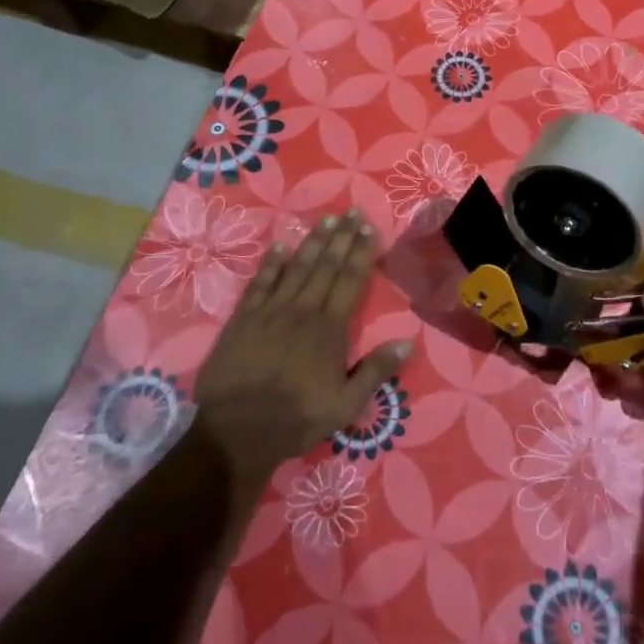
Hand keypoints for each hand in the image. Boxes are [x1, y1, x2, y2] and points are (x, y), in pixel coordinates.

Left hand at [192, 210, 411, 488]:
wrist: (236, 431)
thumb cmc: (296, 419)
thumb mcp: (345, 405)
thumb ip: (375, 371)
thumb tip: (407, 342)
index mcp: (330, 328)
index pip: (350, 280)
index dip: (360, 252)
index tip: (368, 228)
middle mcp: (303, 310)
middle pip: (325, 266)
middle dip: (341, 237)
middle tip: (351, 212)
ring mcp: (270, 311)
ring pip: (296, 267)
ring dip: (312, 242)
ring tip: (325, 221)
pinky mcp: (243, 318)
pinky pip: (260, 282)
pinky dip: (271, 263)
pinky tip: (278, 246)